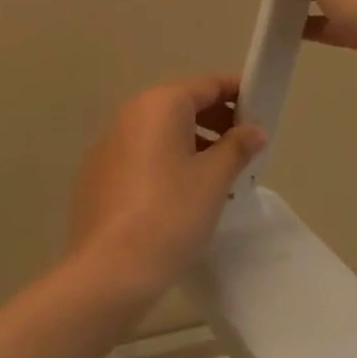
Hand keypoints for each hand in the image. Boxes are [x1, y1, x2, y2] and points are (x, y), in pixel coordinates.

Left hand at [68, 74, 265, 301]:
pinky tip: (179, 193)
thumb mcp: (214, 179)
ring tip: (218, 172)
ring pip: (159, 131)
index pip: (207, 85)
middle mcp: (130, 113)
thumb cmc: (170, 214)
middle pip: (181, 105)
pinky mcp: (96, 174)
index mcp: (160, 104)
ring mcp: (107, 143)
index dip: (237, 93)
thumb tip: (254, 130)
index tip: (261, 107)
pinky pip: (140, 154)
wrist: (108, 272)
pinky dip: (164, 161)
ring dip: (191, 142)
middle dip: (215, 119)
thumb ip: (237, 147)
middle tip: (244, 145)